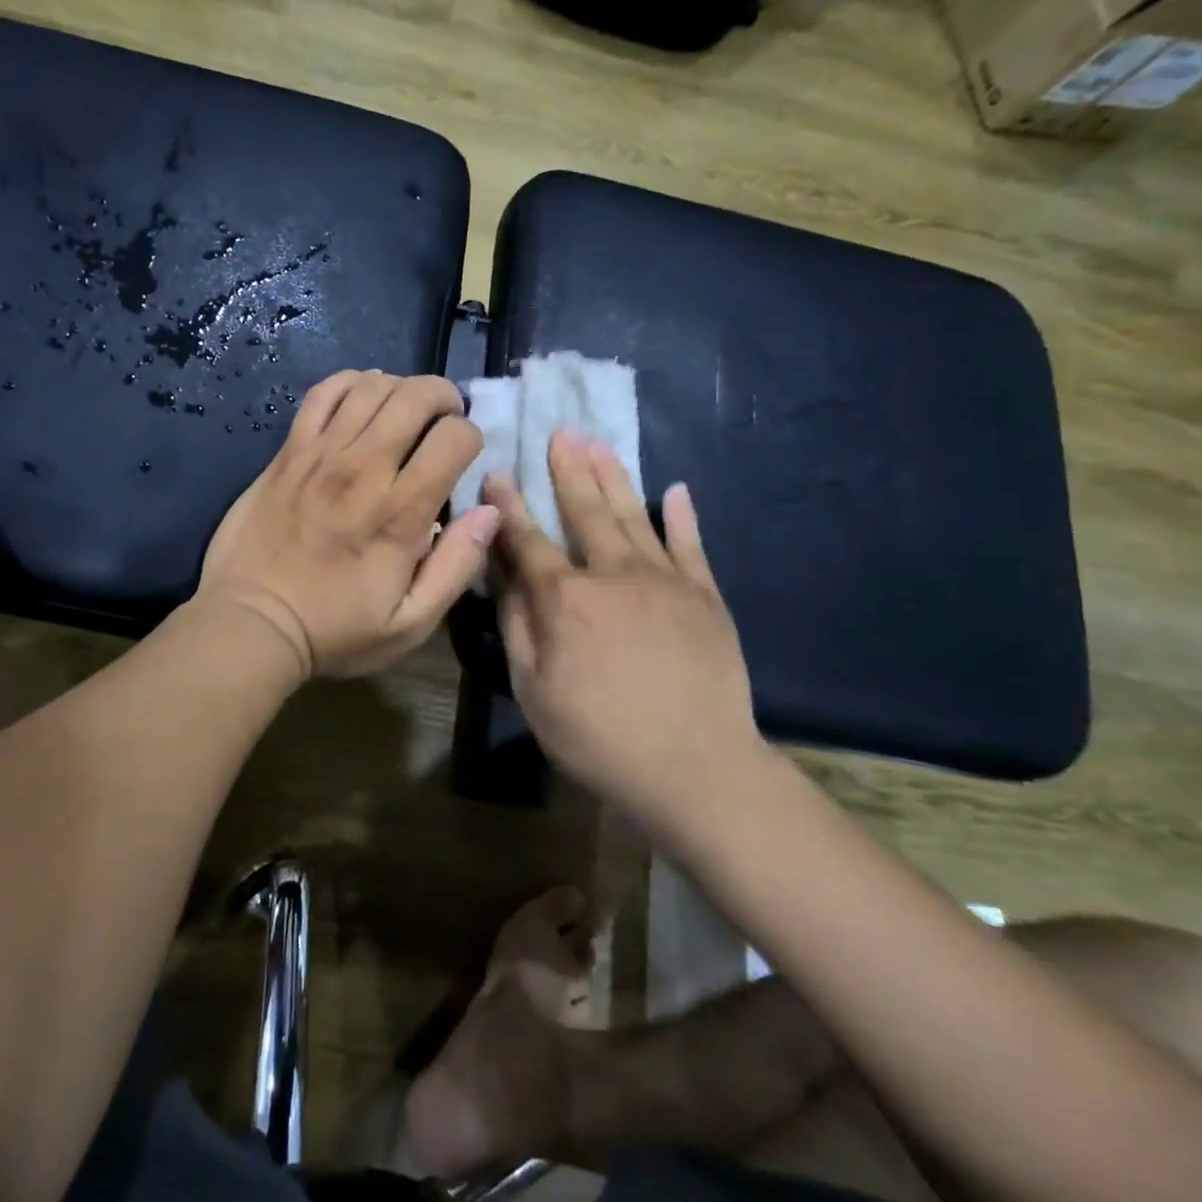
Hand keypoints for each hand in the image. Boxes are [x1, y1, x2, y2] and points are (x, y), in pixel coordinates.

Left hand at [200, 371, 499, 678]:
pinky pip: (322, 394)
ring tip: (406, 410)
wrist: (251, 622)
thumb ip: (456, 566)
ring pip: (371, 387)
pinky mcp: (288, 452)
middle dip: (444, 398)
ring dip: (401, 388)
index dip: (470, 437)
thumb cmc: (335, 630)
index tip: (463, 458)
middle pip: (416, 397)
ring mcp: (320, 454)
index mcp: (400, 511)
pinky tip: (362, 398)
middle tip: (444, 420)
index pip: (454, 438)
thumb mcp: (410, 623)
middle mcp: (363, 469)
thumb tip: (489, 512)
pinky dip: (350, 383)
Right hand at [485, 431, 763, 836]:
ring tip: (600, 443)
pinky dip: (681, 515)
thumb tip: (504, 573)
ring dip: (614, 477)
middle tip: (561, 432)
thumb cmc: (598, 736)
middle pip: (585, 511)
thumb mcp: (534, 690)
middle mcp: (613, 573)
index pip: (528, 540)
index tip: (496, 473)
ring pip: (633, 516)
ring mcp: (665, 580)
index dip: (508, 506)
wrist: (695, 769)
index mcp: (565, 598)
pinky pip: (691, 545)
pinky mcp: (705, 596)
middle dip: (568, 470)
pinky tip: (675, 490)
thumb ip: (518, 625)